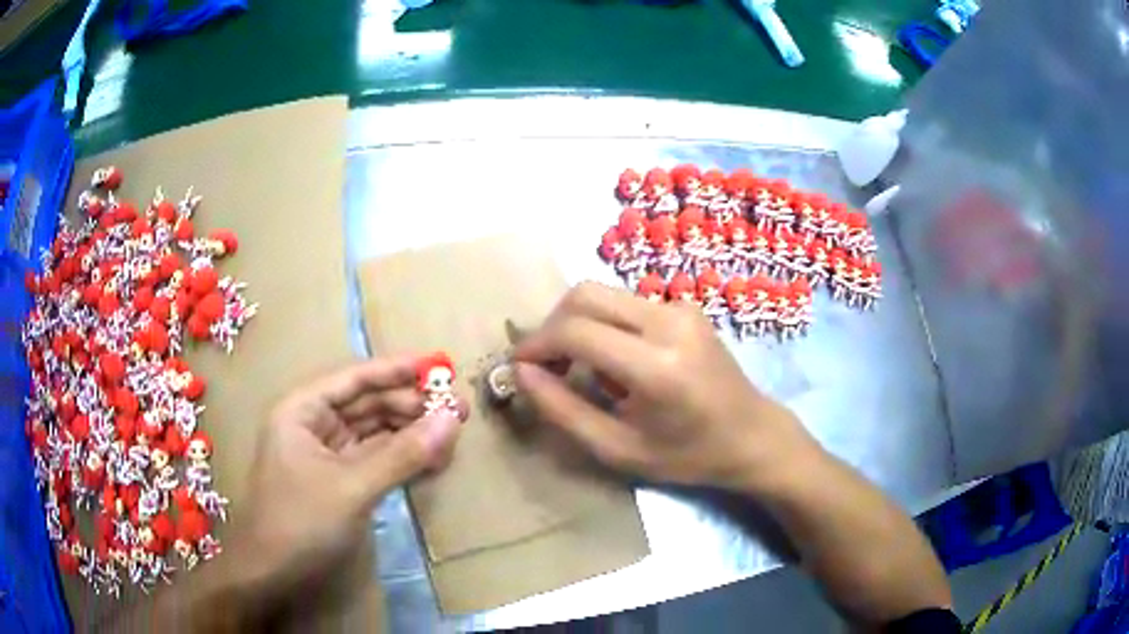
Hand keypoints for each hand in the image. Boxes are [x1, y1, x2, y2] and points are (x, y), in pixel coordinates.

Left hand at [228, 354, 465, 593]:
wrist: (272, 574)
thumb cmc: (300, 521)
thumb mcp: (352, 487)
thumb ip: (402, 454)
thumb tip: (452, 418)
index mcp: (302, 409)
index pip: (354, 378)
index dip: (396, 370)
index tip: (439, 366)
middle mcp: (313, 424)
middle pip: (367, 404)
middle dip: (411, 406)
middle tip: (458, 409)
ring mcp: (327, 454)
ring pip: (375, 432)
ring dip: (411, 433)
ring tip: (452, 435)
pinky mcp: (340, 481)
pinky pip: (376, 459)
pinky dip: (402, 459)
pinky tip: (432, 459)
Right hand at [513, 282, 817, 492]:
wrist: (752, 435)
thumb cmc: (688, 456)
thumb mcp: (619, 449)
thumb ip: (563, 411)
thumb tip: (521, 374)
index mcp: (657, 366)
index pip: (576, 331)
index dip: (536, 344)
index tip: (518, 367)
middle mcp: (670, 322)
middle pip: (585, 294)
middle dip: (551, 325)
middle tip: (543, 364)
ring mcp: (681, 308)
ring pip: (604, 294)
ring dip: (575, 323)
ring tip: (573, 367)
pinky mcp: (685, 307)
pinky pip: (625, 303)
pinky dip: (602, 324)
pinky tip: (610, 361)